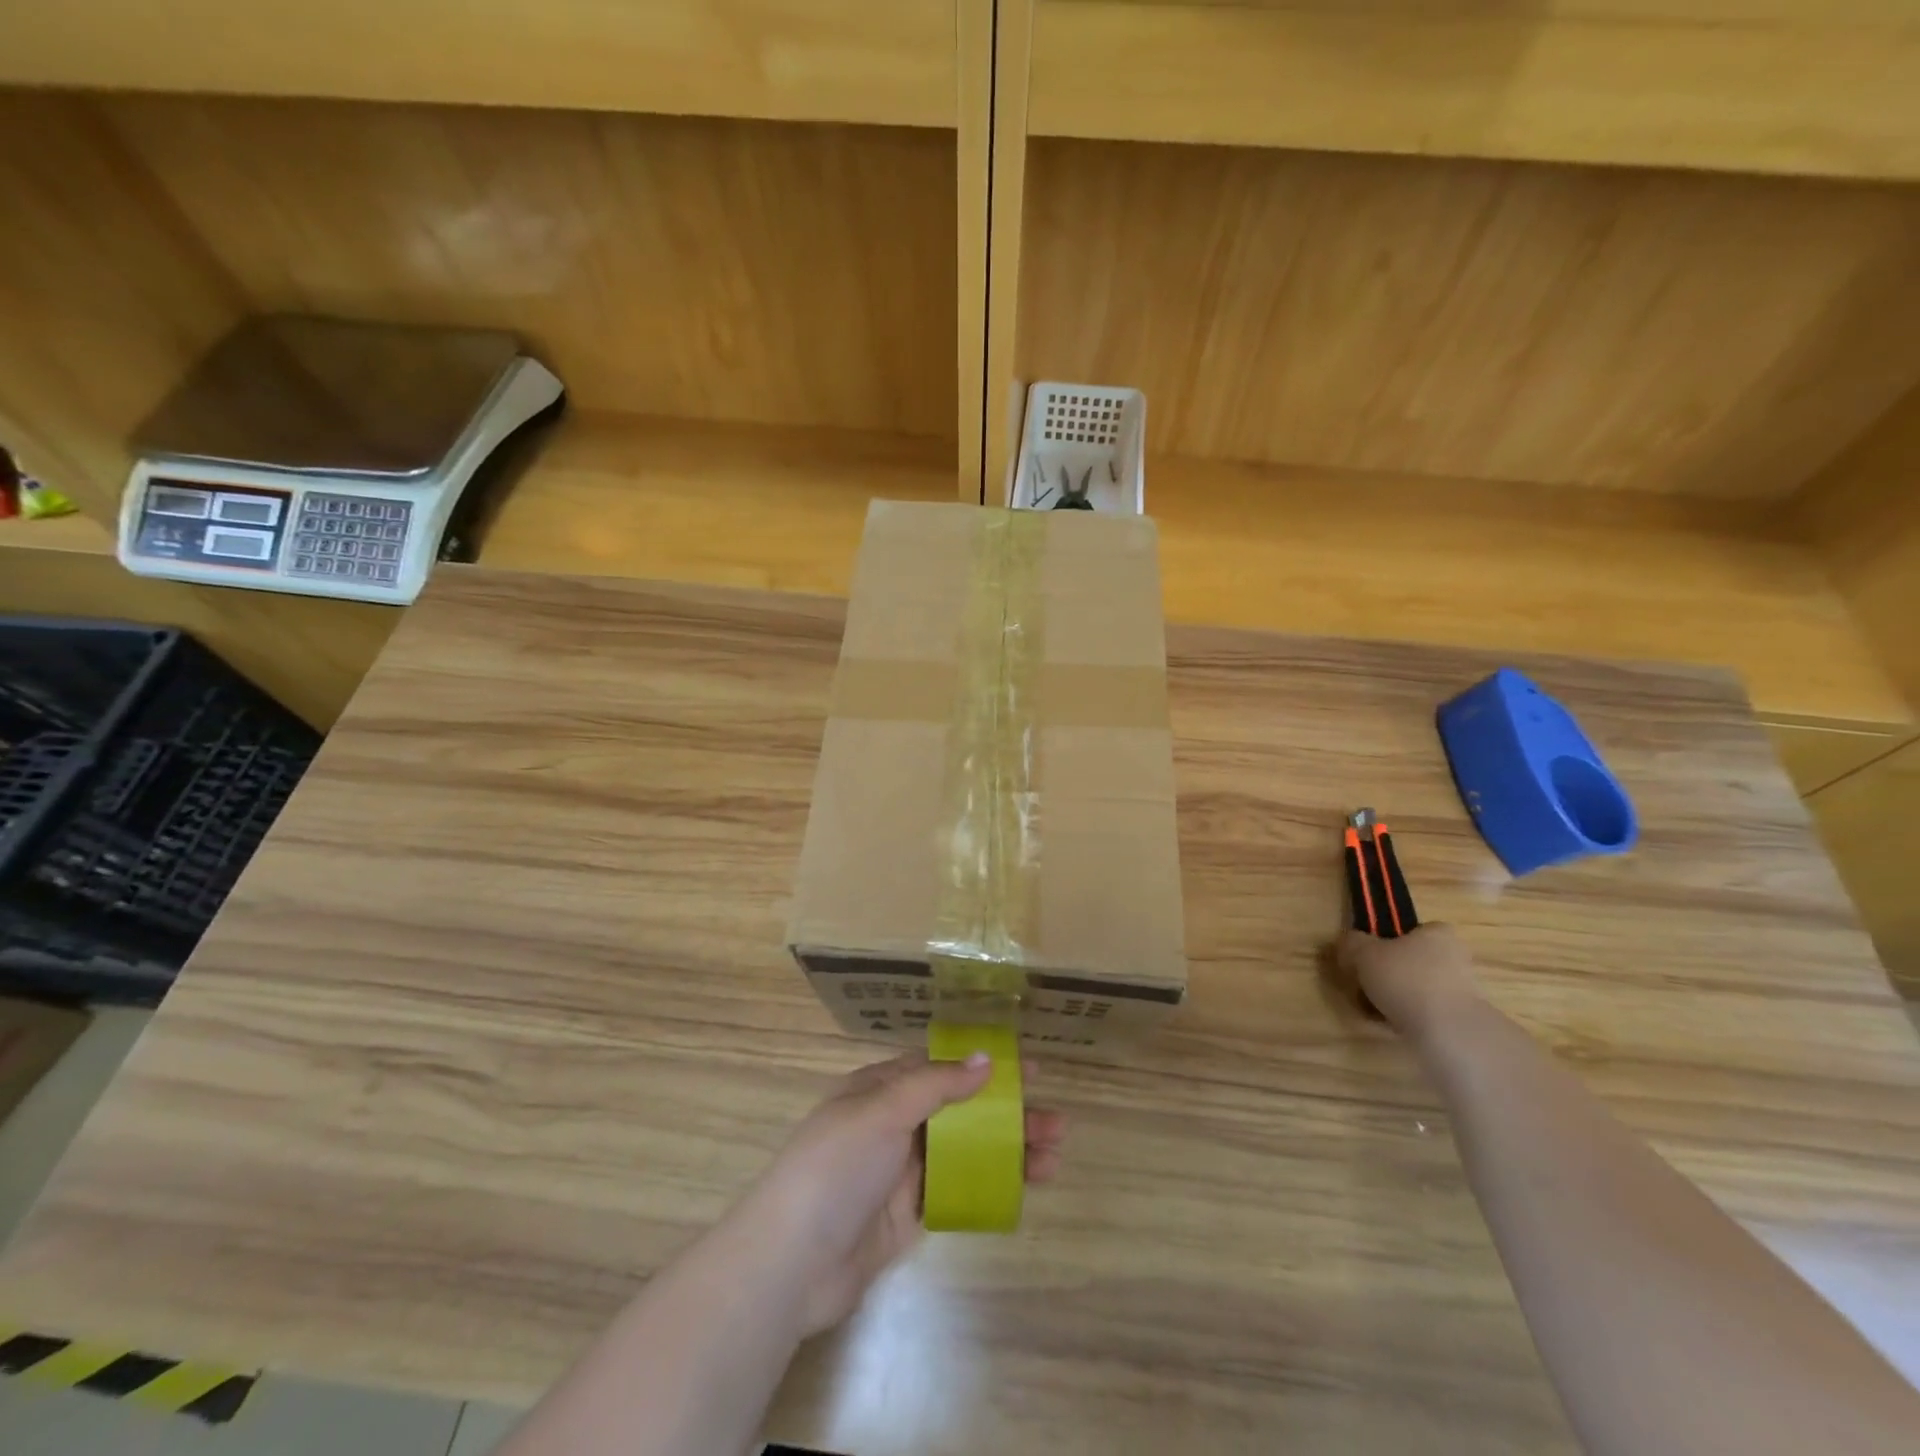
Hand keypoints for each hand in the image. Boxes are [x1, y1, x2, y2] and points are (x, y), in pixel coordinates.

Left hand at [731, 1052, 1065, 1336]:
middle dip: (1006, 1113)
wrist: (793, 1262)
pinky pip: (958, 1191)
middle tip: (1055, 1122)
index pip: (940, 1067)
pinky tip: (1022, 1188)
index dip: (983, 1066)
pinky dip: (989, 1186)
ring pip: (965, 1152)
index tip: (1028, 1070)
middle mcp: (893, 1124)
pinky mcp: (909, 1214)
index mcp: (880, 1089)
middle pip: (960, 1111)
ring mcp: (902, 1171)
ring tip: (1054, 1156)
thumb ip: (935, 1084)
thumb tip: (985, 1059)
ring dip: (1007, 1151)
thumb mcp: (883, 1110)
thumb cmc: (837, 1167)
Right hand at [1335, 923, 1480, 1039]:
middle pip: (1411, 961)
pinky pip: (1425, 1013)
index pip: (1411, 931)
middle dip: (1386, 974)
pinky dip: (1406, 1017)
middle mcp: (1456, 957)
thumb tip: (1346, 944)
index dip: (1385, 942)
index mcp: (1437, 933)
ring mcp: (1463, 991)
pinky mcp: (1462, 1020)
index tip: (1367, 958)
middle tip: (1362, 986)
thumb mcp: (1363, 953)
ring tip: (1370, 1010)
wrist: (1449, 1032)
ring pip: (1416, 989)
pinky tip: (1387, 1025)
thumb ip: (1350, 943)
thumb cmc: (1406, 979)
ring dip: (1394, 998)